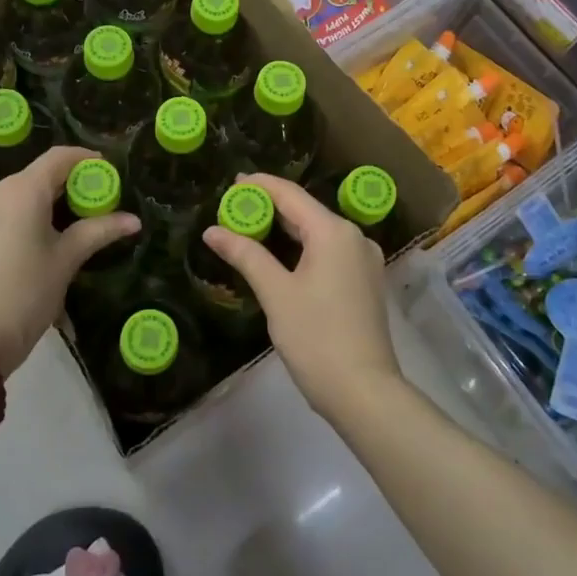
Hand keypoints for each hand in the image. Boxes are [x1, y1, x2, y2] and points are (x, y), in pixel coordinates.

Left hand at [0, 147, 140, 377]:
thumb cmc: (25, 294)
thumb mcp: (66, 260)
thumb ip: (99, 232)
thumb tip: (133, 221)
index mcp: (21, 189)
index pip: (59, 157)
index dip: (87, 160)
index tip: (109, 174)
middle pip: (39, 175)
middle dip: (70, 185)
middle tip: (98, 205)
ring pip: (20, 193)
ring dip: (48, 202)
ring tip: (74, 226)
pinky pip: (4, 210)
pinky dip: (27, 215)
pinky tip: (43, 238)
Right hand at [200, 174, 399, 422]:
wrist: (364, 391)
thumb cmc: (316, 337)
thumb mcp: (276, 293)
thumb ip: (245, 255)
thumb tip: (212, 231)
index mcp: (334, 232)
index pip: (290, 194)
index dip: (259, 186)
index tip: (231, 184)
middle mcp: (354, 237)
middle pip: (305, 210)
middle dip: (269, 207)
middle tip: (233, 208)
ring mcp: (363, 260)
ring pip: (317, 232)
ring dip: (285, 228)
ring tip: (250, 228)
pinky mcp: (364, 282)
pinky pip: (328, 251)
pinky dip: (302, 247)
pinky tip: (280, 256)